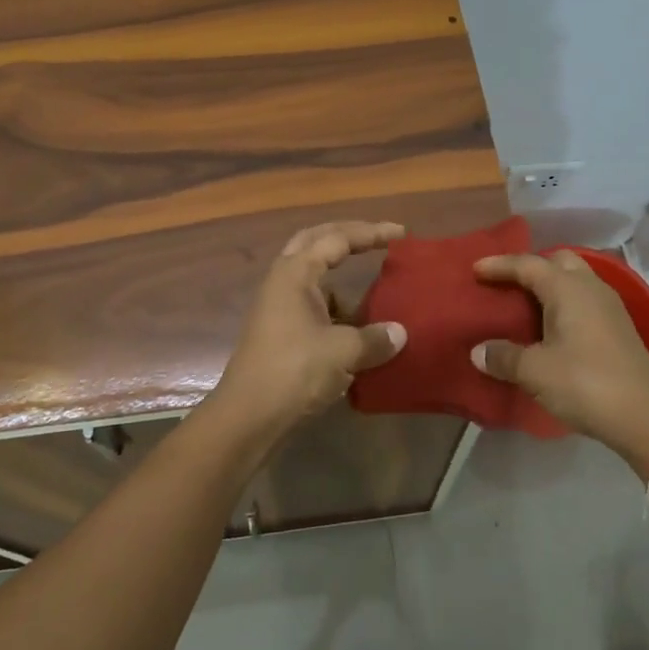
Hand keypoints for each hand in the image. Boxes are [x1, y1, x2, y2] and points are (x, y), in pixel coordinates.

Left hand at [202, 221, 407, 446]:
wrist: (249, 417)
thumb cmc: (294, 371)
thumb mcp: (343, 352)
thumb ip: (375, 338)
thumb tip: (400, 333)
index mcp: (295, 273)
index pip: (336, 238)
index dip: (370, 232)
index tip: (400, 233)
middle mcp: (283, 281)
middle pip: (316, 243)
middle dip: (348, 237)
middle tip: (378, 239)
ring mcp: (278, 306)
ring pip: (314, 279)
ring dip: (342, 283)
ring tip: (375, 297)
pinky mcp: (279, 332)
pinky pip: (314, 307)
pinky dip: (336, 311)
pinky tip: (357, 332)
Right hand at [471, 250, 648, 473]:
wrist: (647, 417)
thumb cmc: (586, 384)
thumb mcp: (536, 372)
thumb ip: (504, 357)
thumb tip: (478, 351)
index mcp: (568, 288)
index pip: (527, 264)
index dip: (499, 265)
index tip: (475, 269)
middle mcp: (590, 287)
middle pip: (558, 261)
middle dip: (530, 266)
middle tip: (506, 283)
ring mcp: (610, 306)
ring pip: (575, 278)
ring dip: (550, 283)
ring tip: (526, 302)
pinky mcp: (619, 326)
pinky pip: (585, 298)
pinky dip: (565, 301)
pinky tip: (553, 324)